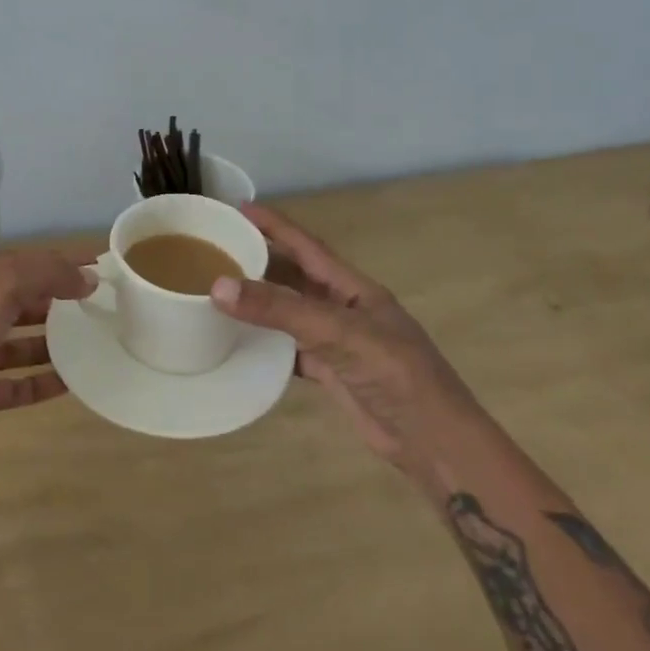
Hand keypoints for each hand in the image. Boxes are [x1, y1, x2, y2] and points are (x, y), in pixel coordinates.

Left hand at [0, 247, 94, 465]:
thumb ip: (43, 274)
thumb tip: (87, 276)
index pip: (15, 263)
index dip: (54, 261)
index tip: (95, 264)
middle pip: (15, 301)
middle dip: (53, 300)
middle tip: (96, 303)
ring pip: (16, 344)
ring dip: (49, 342)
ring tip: (89, 340)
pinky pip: (14, 384)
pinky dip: (40, 381)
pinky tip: (71, 382)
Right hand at [210, 204, 472, 467]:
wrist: (433, 442)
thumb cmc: (395, 375)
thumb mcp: (338, 334)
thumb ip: (281, 310)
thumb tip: (219, 286)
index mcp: (353, 288)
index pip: (306, 246)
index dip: (275, 225)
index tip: (239, 208)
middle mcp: (343, 308)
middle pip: (295, 276)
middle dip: (260, 259)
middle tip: (216, 250)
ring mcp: (338, 341)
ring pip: (290, 312)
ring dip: (260, 301)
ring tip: (218, 290)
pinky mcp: (331, 372)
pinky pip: (289, 348)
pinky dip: (265, 343)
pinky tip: (239, 342)